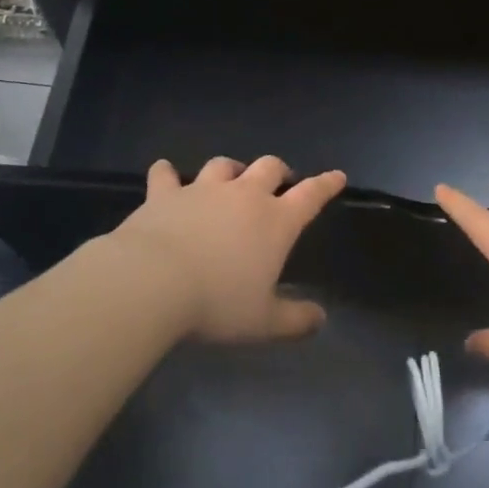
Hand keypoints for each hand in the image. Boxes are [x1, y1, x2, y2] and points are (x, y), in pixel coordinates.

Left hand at [109, 156, 345, 344]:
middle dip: (278, 171)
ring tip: (231, 177)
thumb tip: (320, 318)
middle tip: (279, 181)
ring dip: (231, 169)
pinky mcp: (164, 194)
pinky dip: (167, 173)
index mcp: (275, 222)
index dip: (326, 185)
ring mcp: (202, 189)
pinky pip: (165, 174)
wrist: (151, 282)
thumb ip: (294, 320)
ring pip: (223, 165)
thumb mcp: (262, 322)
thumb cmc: (216, 303)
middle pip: (269, 167)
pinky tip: (164, 174)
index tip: (337, 176)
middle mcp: (243, 196)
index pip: (311, 196)